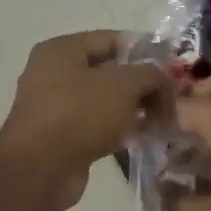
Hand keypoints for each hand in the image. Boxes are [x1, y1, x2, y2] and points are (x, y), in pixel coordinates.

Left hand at [0, 31, 168, 210]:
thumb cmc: (79, 113)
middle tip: (171, 97)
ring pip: (105, 101)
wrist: (39, 170)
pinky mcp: (62, 138)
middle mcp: (55, 74)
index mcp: (62, 50)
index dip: (143, 50)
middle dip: (142, 84)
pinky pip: (98, 126)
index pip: (111, 40)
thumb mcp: (122, 85)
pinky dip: (120, 130)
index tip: (170, 66)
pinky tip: (145, 137)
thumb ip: (149, 74)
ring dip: (134, 109)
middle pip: (109, 72)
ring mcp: (57, 108)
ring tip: (164, 119)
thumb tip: (162, 76)